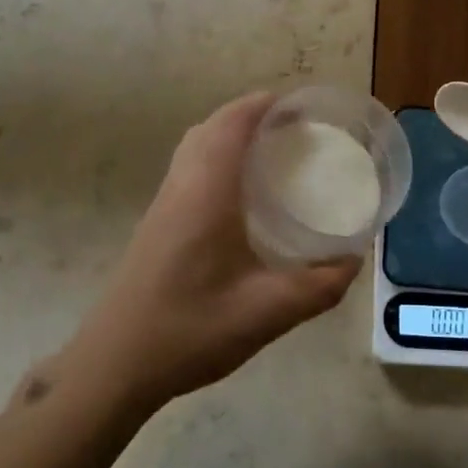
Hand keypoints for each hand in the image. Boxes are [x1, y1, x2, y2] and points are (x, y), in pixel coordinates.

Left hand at [62, 92, 359, 412]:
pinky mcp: (156, 221)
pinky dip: (216, 156)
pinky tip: (239, 193)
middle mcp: (181, 185)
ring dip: (230, 133)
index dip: (264, 104)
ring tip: (271, 152)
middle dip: (251, 114)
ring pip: (196, 145)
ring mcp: (163, 202)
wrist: (115, 363)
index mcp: (206, 191)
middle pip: (213, 127)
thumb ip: (317, 287)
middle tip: (294, 130)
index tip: (300, 106)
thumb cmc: (190, 329)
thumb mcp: (266, 312)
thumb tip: (353, 262)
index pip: (232, 124)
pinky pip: (188, 166)